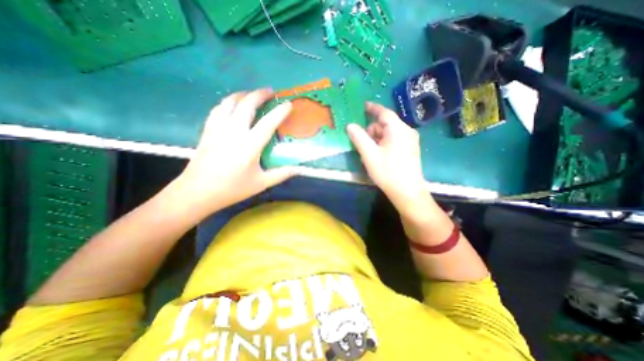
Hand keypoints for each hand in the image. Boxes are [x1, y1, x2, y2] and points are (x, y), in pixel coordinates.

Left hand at [172, 89, 299, 218]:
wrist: (198, 192)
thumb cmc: (232, 188)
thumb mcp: (261, 183)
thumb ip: (281, 174)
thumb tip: (299, 169)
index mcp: (249, 145)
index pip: (268, 123)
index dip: (280, 112)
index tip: (289, 104)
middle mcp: (233, 131)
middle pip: (247, 104)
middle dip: (260, 94)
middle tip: (270, 91)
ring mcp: (218, 128)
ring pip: (230, 102)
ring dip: (243, 94)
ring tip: (252, 94)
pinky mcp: (208, 130)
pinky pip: (218, 108)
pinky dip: (228, 102)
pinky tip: (232, 104)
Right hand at [347, 102, 432, 217]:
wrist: (407, 192)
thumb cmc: (388, 172)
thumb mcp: (369, 154)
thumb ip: (359, 138)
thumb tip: (350, 126)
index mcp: (398, 129)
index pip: (384, 113)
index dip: (373, 108)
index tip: (363, 106)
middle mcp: (406, 132)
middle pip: (385, 125)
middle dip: (371, 131)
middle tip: (362, 144)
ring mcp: (410, 142)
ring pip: (388, 134)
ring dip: (376, 140)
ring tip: (368, 154)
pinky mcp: (410, 150)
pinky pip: (393, 141)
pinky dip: (383, 145)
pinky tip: (377, 157)